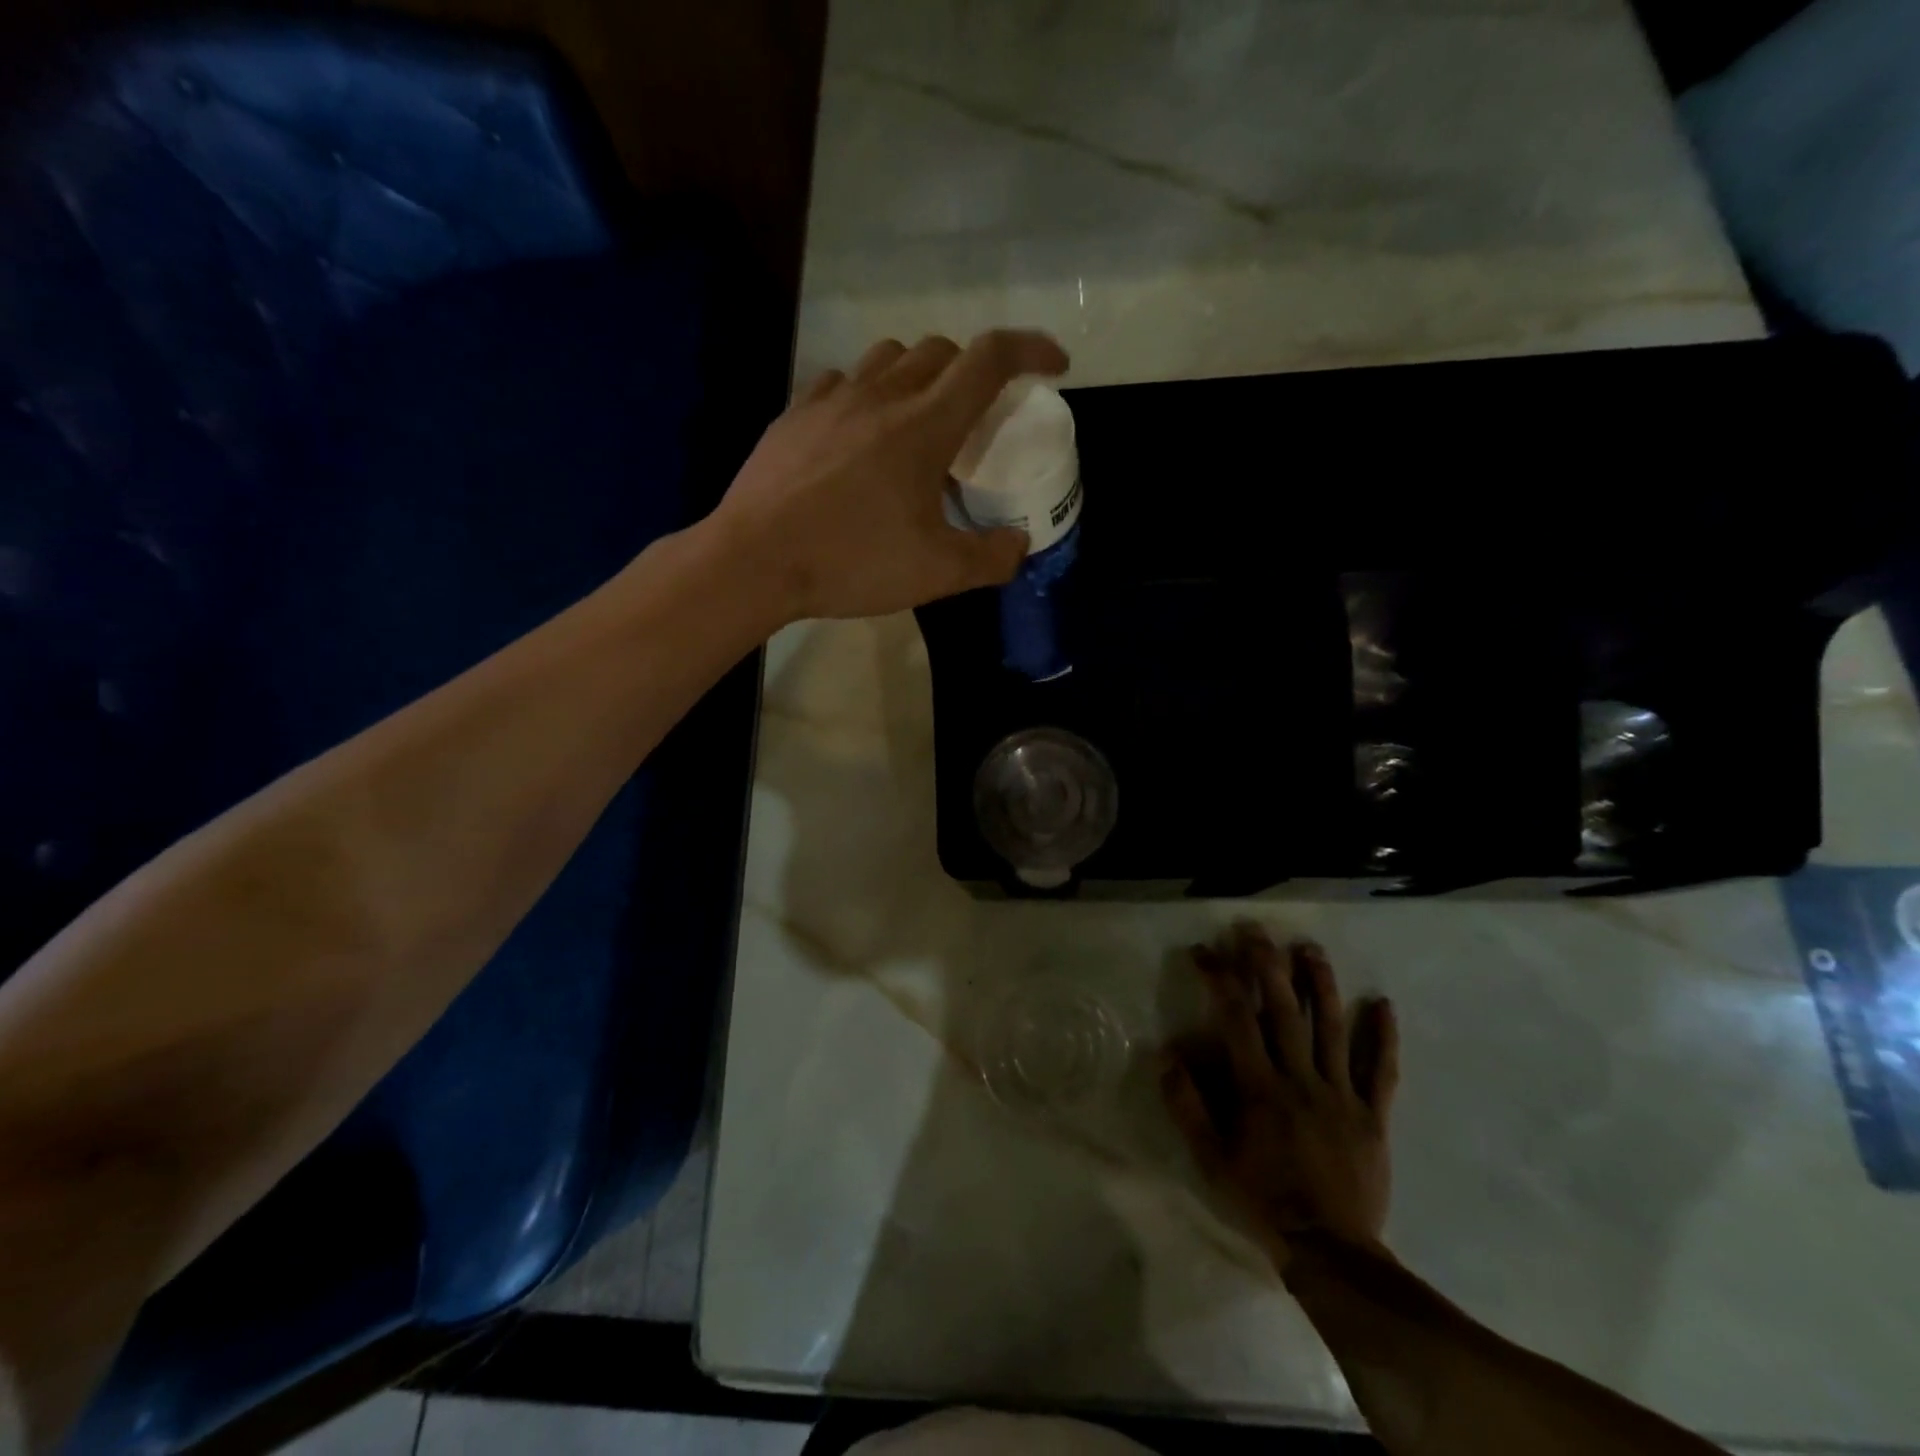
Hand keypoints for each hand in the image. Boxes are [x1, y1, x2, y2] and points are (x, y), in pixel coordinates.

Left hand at [707, 329, 1069, 623]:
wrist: (754, 560)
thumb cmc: (852, 561)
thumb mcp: (936, 573)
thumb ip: (990, 558)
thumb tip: (1018, 545)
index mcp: (925, 425)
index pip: (990, 359)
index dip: (1032, 350)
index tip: (1055, 366)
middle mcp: (882, 394)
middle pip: (941, 350)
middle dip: (973, 369)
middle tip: (978, 417)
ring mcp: (832, 398)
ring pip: (889, 356)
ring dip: (919, 374)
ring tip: (920, 420)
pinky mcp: (795, 414)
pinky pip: (842, 381)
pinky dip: (867, 393)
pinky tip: (860, 431)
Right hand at [1163, 924, 1399, 1268]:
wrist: (1330, 1252)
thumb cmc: (1263, 1200)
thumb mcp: (1211, 1158)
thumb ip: (1187, 1105)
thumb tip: (1166, 1053)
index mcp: (1259, 1087)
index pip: (1236, 1017)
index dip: (1219, 977)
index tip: (1203, 952)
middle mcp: (1300, 1079)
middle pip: (1285, 1010)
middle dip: (1268, 964)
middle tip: (1257, 930)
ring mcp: (1341, 1095)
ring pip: (1333, 1028)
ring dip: (1321, 984)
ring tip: (1310, 948)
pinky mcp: (1372, 1115)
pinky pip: (1381, 1071)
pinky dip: (1384, 1037)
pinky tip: (1384, 1004)